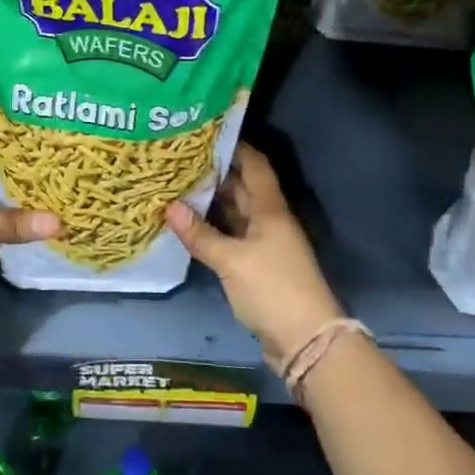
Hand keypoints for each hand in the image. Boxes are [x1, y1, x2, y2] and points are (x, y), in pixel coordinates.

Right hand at [166, 143, 343, 366]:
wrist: (306, 341)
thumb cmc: (273, 288)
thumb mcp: (231, 261)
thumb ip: (200, 235)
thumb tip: (169, 207)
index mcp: (270, 208)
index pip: (254, 164)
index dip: (234, 145)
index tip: (204, 132)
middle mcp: (269, 219)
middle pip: (242, 186)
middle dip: (214, 171)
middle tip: (179, 158)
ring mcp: (264, 243)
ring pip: (235, 212)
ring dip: (211, 201)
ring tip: (177, 184)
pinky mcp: (257, 265)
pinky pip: (232, 235)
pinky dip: (213, 227)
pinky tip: (189, 223)